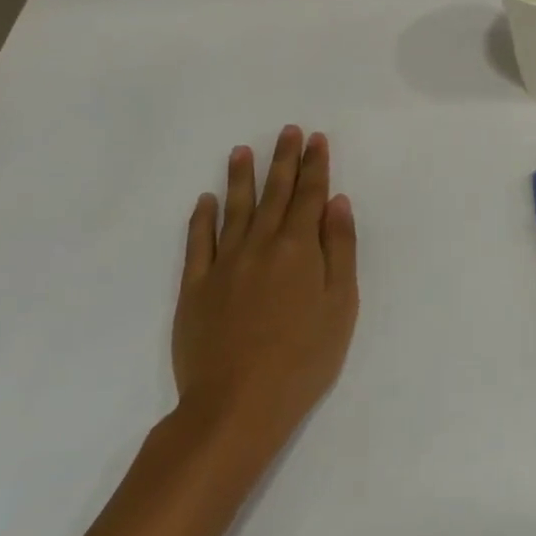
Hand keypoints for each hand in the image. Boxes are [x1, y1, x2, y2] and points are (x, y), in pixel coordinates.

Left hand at [171, 126, 357, 467]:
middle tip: (287, 131)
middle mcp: (261, 245)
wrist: (236, 404)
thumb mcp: (341, 304)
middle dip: (284, 160)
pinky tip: (205, 200)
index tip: (316, 139)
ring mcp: (224, 264)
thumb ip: (340, 248)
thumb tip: (337, 202)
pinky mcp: (195, 287)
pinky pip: (197, 243)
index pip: (310, 195)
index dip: (315, 165)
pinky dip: (201, 218)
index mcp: (299, 248)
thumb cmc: (304, 357)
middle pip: (275, 194)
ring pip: (234, 209)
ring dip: (240, 178)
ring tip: (242, 150)